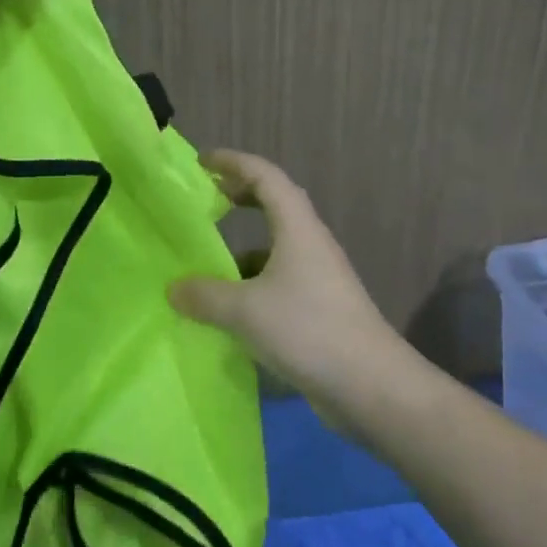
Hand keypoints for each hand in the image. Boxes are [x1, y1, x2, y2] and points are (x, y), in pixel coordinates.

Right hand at [169, 150, 394, 399]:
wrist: (371, 385)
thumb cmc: (308, 331)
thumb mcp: (245, 311)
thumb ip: (205, 296)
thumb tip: (174, 288)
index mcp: (297, 228)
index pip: (266, 176)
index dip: (234, 162)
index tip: (202, 162)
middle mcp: (310, 244)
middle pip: (274, 206)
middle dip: (240, 198)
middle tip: (206, 204)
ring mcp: (318, 278)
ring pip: (275, 249)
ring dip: (243, 250)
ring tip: (206, 268)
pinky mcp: (320, 309)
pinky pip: (279, 283)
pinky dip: (252, 286)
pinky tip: (230, 313)